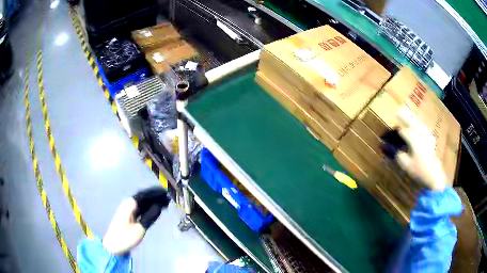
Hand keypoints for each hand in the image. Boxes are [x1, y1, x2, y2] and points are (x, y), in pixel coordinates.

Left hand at [102, 187, 169, 254]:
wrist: (113, 246)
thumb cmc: (125, 237)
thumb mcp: (139, 228)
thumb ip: (149, 216)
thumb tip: (159, 206)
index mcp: (129, 204)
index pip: (144, 195)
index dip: (155, 193)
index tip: (166, 193)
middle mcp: (128, 204)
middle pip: (143, 197)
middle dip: (155, 197)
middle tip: (167, 198)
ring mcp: (127, 210)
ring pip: (142, 203)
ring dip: (152, 202)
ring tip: (164, 203)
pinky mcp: (128, 216)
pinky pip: (140, 208)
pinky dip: (148, 208)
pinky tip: (155, 210)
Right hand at [395, 107, 447, 190]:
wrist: (435, 176)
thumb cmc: (420, 171)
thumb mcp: (407, 166)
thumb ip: (399, 156)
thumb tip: (394, 150)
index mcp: (414, 140)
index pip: (404, 131)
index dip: (397, 131)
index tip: (392, 130)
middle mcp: (421, 135)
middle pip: (413, 122)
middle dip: (405, 117)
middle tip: (398, 111)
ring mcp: (428, 136)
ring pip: (419, 124)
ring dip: (413, 119)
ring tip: (407, 114)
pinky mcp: (431, 140)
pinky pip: (424, 128)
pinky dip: (419, 125)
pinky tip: (418, 125)